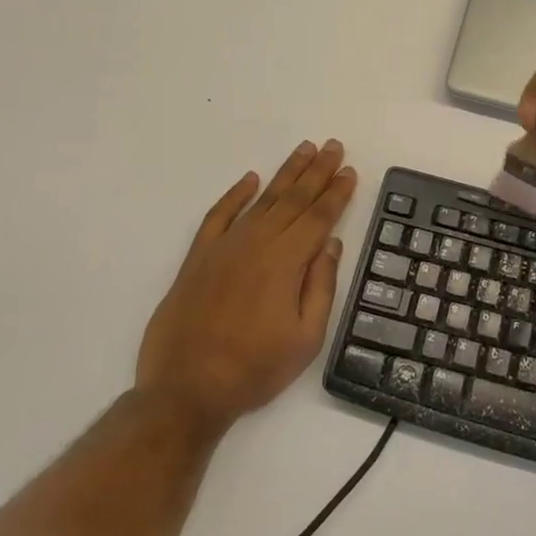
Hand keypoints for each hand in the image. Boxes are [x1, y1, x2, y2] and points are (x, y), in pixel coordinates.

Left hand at [136, 140, 357, 438]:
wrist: (185, 390)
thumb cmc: (254, 369)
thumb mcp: (306, 339)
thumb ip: (321, 286)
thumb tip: (331, 243)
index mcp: (286, 262)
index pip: (319, 217)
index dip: (337, 192)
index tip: (349, 170)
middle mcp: (257, 243)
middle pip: (294, 199)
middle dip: (317, 171)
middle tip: (333, 146)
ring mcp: (225, 247)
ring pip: (262, 199)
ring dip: (286, 173)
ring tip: (304, 150)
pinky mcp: (198, 257)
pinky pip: (219, 215)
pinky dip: (235, 194)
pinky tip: (250, 179)